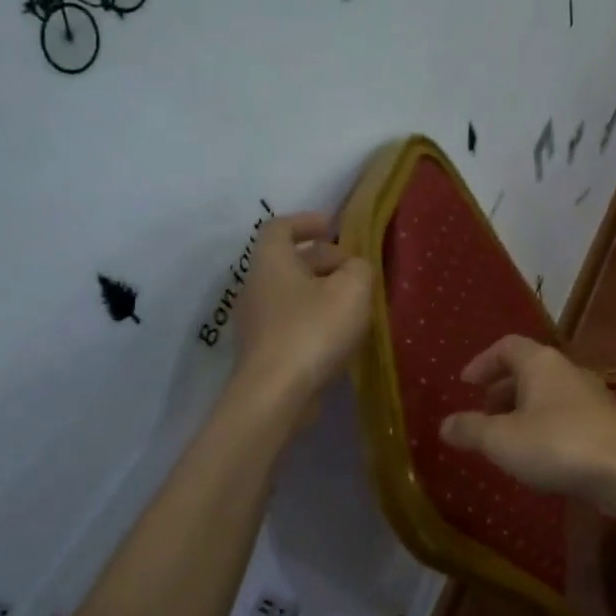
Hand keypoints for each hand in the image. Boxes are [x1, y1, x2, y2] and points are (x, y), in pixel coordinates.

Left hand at [233, 213, 372, 409]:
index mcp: (271, 262)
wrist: (276, 393)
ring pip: (291, 294)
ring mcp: (256, 321)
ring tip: (352, 304)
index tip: (331, 226)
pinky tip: (338, 336)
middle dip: (323, 261)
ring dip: (320, 293)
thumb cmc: (313, 330)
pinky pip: (290, 322)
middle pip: (289, 262)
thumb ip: (359, 269)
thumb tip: (354, 268)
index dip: (306, 222)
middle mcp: (256, 286)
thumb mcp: (352, 290)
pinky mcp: (263, 351)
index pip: (280, 227)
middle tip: (355, 271)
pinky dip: (313, 319)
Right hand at [439, 335, 615, 510]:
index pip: (506, 346)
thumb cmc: (558, 445)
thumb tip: (444, 424)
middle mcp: (568, 371)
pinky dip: (545, 428)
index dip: (482, 362)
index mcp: (541, 363)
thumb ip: (471, 430)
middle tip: (483, 415)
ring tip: (507, 440)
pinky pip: (566, 417)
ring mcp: (592, 397)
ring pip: (548, 395)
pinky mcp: (606, 424)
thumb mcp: (502, 440)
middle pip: (528, 370)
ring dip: (523, 412)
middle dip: (501, 390)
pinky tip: (539, 457)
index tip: (465, 384)